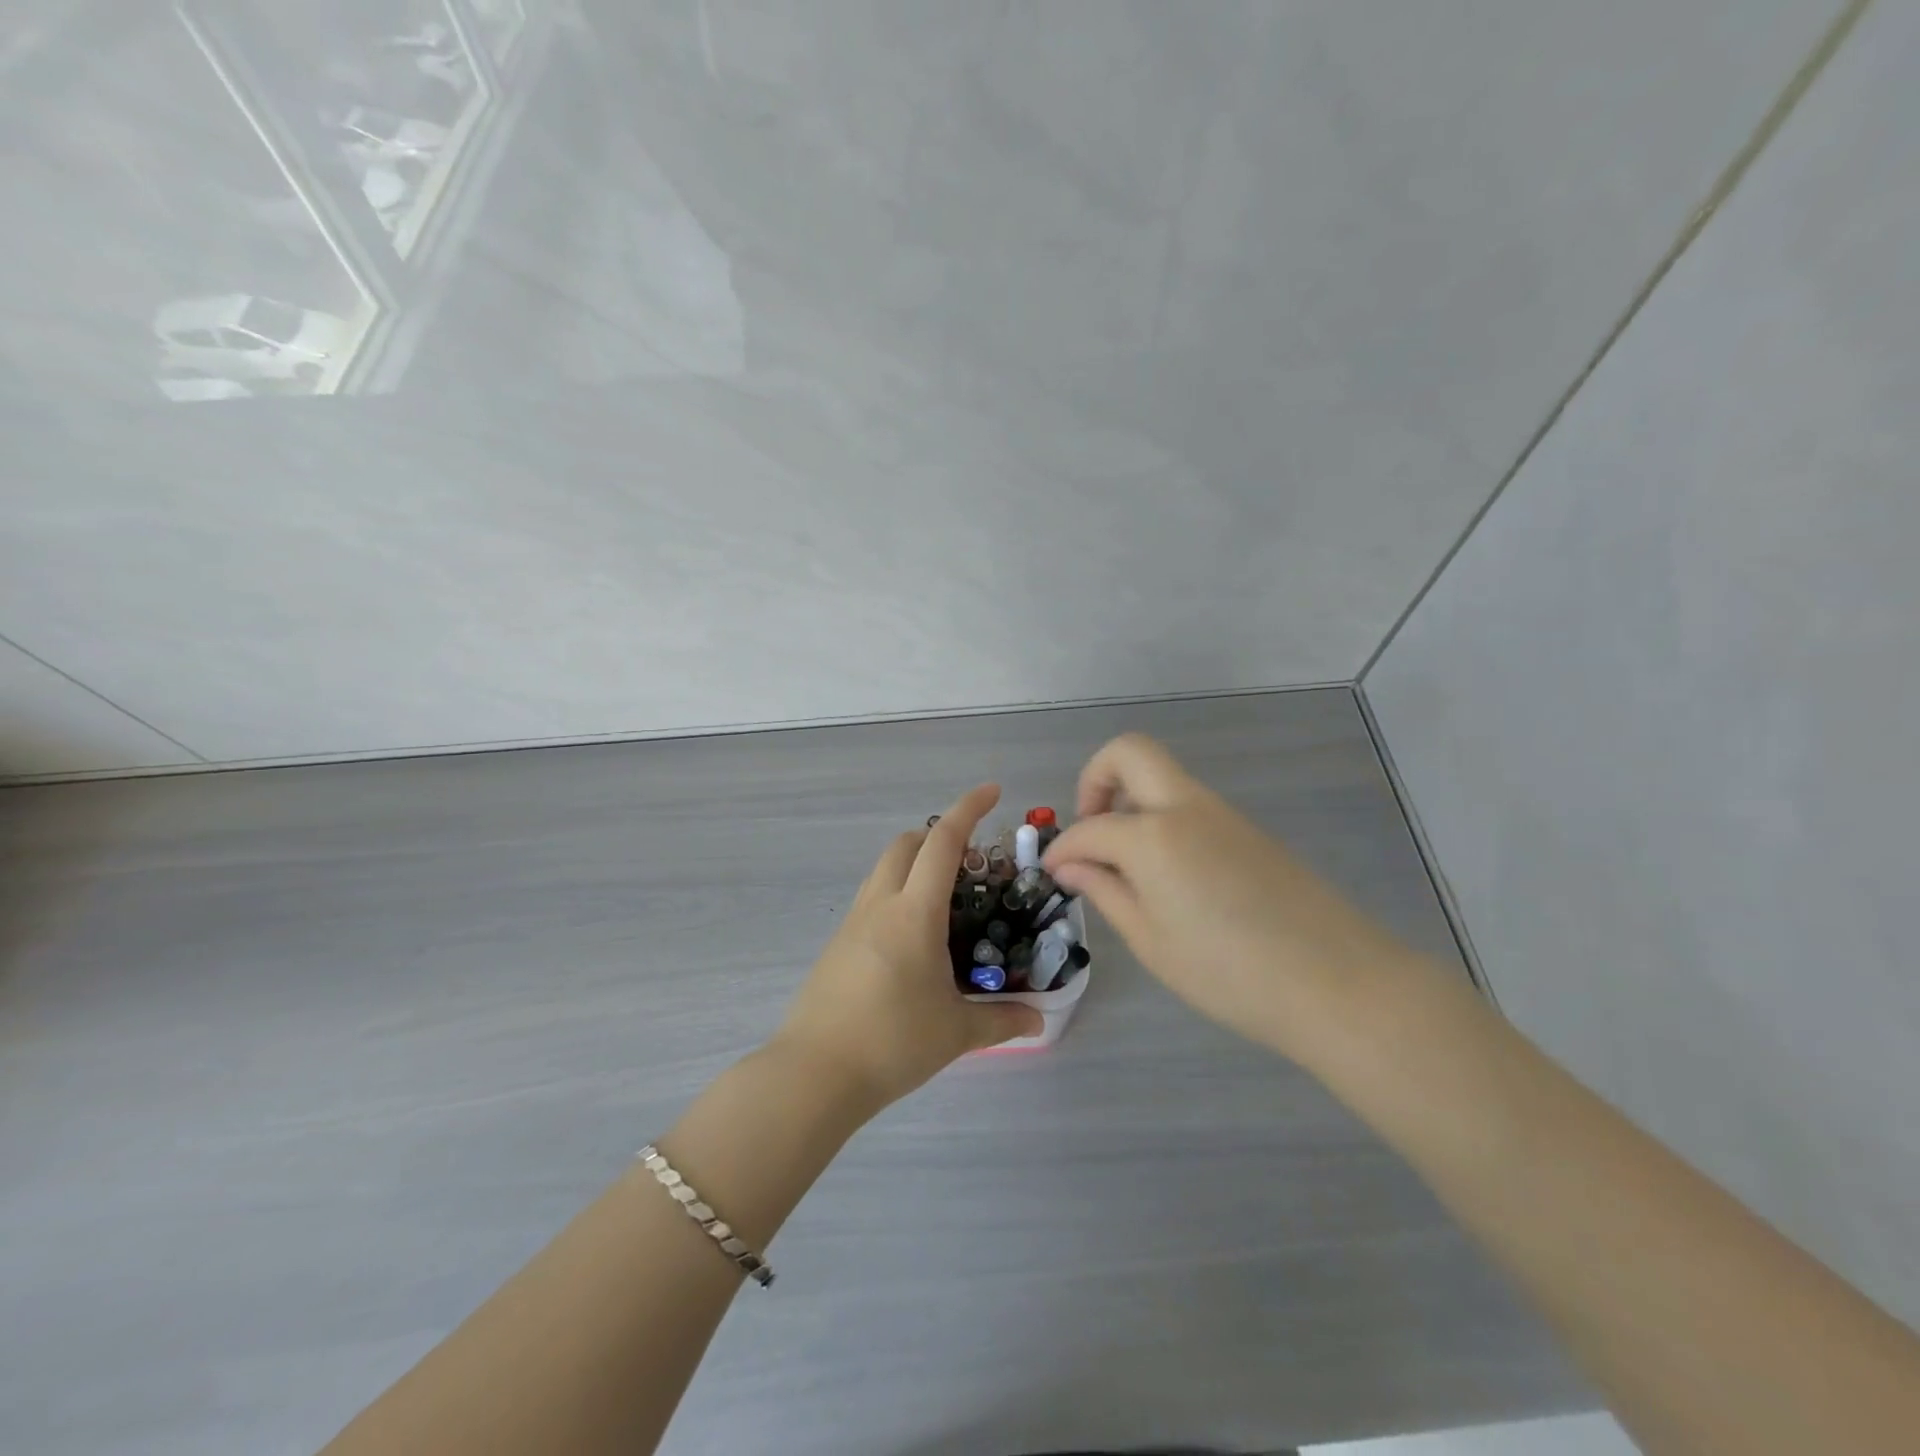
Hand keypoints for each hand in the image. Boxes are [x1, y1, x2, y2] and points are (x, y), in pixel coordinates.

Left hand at [775, 784, 1044, 1110]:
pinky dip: (897, 892)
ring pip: (884, 868)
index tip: (991, 790)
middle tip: (971, 858)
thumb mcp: (956, 1032)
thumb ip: (1002, 1020)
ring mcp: (853, 923)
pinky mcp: (837, 945)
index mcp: (914, 912)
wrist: (814, 1073)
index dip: (968, 809)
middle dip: (938, 834)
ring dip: (914, 862)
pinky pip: (872, 898)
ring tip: (945, 897)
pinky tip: (913, 937)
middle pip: (906, 843)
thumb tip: (1039, 1019)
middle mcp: (881, 904)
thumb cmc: (892, 1042)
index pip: (943, 842)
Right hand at [1042, 734, 1421, 1063]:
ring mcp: (1221, 813)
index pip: (1089, 829)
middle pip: (1130, 752)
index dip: (1063, 849)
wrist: (1336, 982)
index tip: (1053, 874)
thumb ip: (1105, 892)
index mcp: (1152, 836)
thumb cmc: (1228, 973)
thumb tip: (1070, 865)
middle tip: (1091, 828)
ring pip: (1162, 777)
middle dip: (1096, 778)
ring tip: (1125, 864)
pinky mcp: (1247, 830)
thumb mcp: (1151, 941)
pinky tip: (1168, 875)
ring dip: (1131, 800)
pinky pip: (1189, 805)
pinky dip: (1162, 819)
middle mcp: (1185, 807)